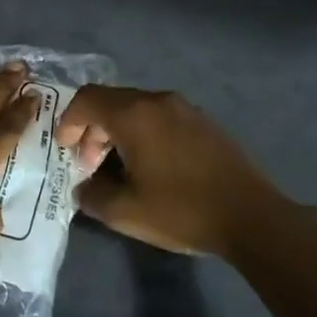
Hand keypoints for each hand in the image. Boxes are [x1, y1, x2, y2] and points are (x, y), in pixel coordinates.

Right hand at [57, 86, 281, 257]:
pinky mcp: (205, 123)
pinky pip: (160, 117)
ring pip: (137, 108)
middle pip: (111, 101)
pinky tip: (150, 166)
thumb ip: (92, 195)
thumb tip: (83, 188)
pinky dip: (143, 132)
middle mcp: (159, 101)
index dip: (67, 121)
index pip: (87, 99)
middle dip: (91, 129)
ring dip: (117, 131)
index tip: (65, 150)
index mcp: (135, 115)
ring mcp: (186, 109)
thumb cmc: (182, 210)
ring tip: (118, 167)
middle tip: (89, 164)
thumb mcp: (125, 212)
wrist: (251, 216)